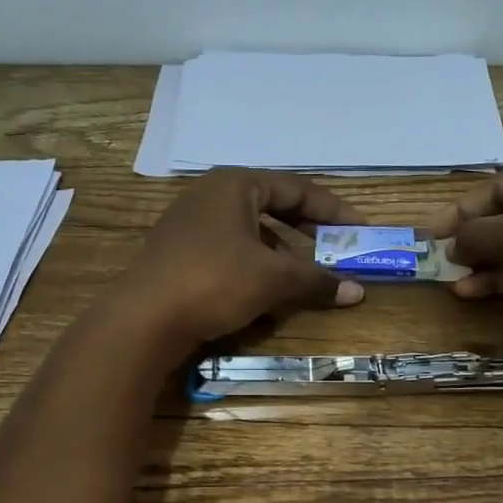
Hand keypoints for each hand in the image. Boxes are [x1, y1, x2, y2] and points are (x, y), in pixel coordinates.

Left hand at [113, 169, 363, 358]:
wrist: (142, 319)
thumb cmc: (214, 281)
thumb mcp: (272, 279)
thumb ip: (316, 280)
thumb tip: (357, 291)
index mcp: (235, 184)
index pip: (296, 189)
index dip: (333, 209)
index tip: (359, 229)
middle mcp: (211, 194)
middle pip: (272, 206)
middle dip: (307, 229)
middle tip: (336, 246)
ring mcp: (189, 223)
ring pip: (250, 231)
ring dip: (281, 251)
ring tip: (304, 274)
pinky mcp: (178, 252)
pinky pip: (229, 249)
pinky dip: (255, 264)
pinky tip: (266, 289)